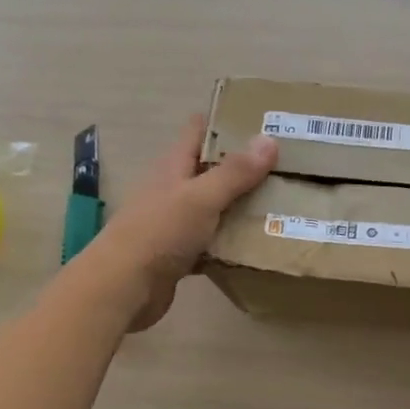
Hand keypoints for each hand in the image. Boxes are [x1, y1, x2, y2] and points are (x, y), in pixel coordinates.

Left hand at [92, 117, 276, 330]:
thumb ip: (234, 172)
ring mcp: (174, 222)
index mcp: (173, 166)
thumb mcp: (201, 197)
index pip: (199, 131)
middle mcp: (173, 189)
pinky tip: (257, 245)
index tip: (262, 120)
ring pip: (214, 207)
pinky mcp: (179, 254)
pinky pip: (211, 242)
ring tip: (281, 202)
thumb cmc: (159, 233)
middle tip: (286, 164)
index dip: (226, 121)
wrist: (123, 288)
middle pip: (210, 169)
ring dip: (240, 206)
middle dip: (244, 166)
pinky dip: (231, 242)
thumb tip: (269, 138)